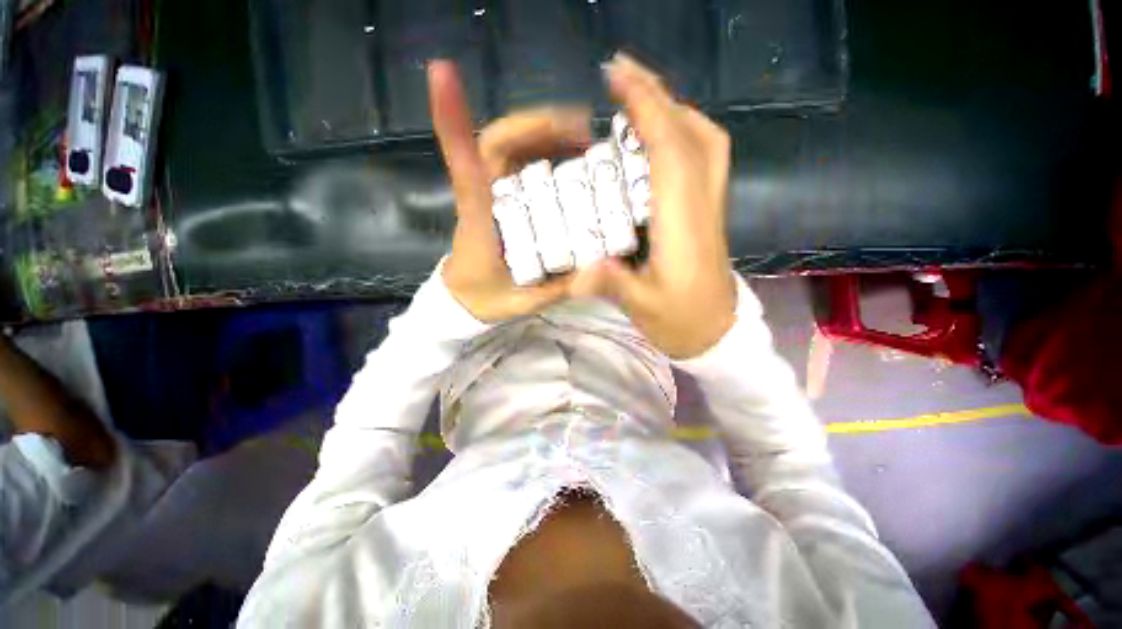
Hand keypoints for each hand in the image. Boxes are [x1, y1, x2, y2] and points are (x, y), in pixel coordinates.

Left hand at [428, 61, 590, 322]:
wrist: (463, 300)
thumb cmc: (485, 299)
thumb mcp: (523, 302)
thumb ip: (557, 290)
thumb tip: (598, 271)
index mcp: (478, 223)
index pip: (465, 167)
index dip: (452, 121)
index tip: (443, 73)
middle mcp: (481, 199)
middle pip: (495, 143)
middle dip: (537, 125)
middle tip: (583, 130)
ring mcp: (489, 195)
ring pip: (506, 147)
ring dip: (544, 132)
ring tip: (584, 138)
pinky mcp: (498, 198)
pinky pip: (517, 163)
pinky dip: (543, 150)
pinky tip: (571, 157)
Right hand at [573, 53, 736, 358]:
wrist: (718, 333)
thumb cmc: (680, 322)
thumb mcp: (642, 307)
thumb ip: (612, 283)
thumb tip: (577, 270)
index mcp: (683, 226)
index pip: (670, 151)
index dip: (647, 109)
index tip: (618, 77)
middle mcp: (702, 205)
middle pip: (691, 135)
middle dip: (658, 96)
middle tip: (621, 75)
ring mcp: (711, 206)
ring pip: (706, 141)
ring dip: (675, 109)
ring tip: (640, 99)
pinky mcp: (710, 211)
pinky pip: (706, 158)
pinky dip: (685, 134)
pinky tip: (661, 138)